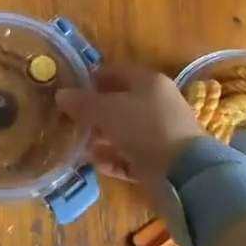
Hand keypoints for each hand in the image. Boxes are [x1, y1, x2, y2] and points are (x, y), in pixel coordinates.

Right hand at [55, 63, 203, 183]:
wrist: (184, 174)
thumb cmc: (144, 129)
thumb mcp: (107, 111)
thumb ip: (83, 102)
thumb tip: (61, 94)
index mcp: (149, 83)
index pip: (117, 72)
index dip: (93, 77)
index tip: (71, 88)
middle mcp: (157, 104)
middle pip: (121, 103)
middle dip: (95, 110)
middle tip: (71, 118)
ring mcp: (161, 134)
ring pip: (125, 131)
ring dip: (102, 137)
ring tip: (79, 143)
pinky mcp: (160, 161)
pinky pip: (131, 156)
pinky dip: (114, 158)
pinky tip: (95, 163)